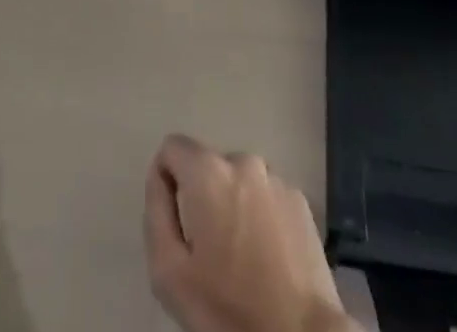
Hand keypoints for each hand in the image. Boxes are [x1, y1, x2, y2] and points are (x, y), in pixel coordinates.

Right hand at [144, 134, 353, 331]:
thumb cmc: (227, 308)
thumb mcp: (169, 273)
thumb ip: (156, 213)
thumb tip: (159, 177)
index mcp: (208, 171)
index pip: (172, 147)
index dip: (166, 180)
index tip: (175, 222)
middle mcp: (243, 161)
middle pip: (207, 167)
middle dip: (202, 199)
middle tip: (208, 252)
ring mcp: (276, 177)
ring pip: (238, 182)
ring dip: (232, 206)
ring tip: (239, 258)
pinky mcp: (300, 199)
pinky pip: (266, 196)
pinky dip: (259, 216)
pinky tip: (266, 258)